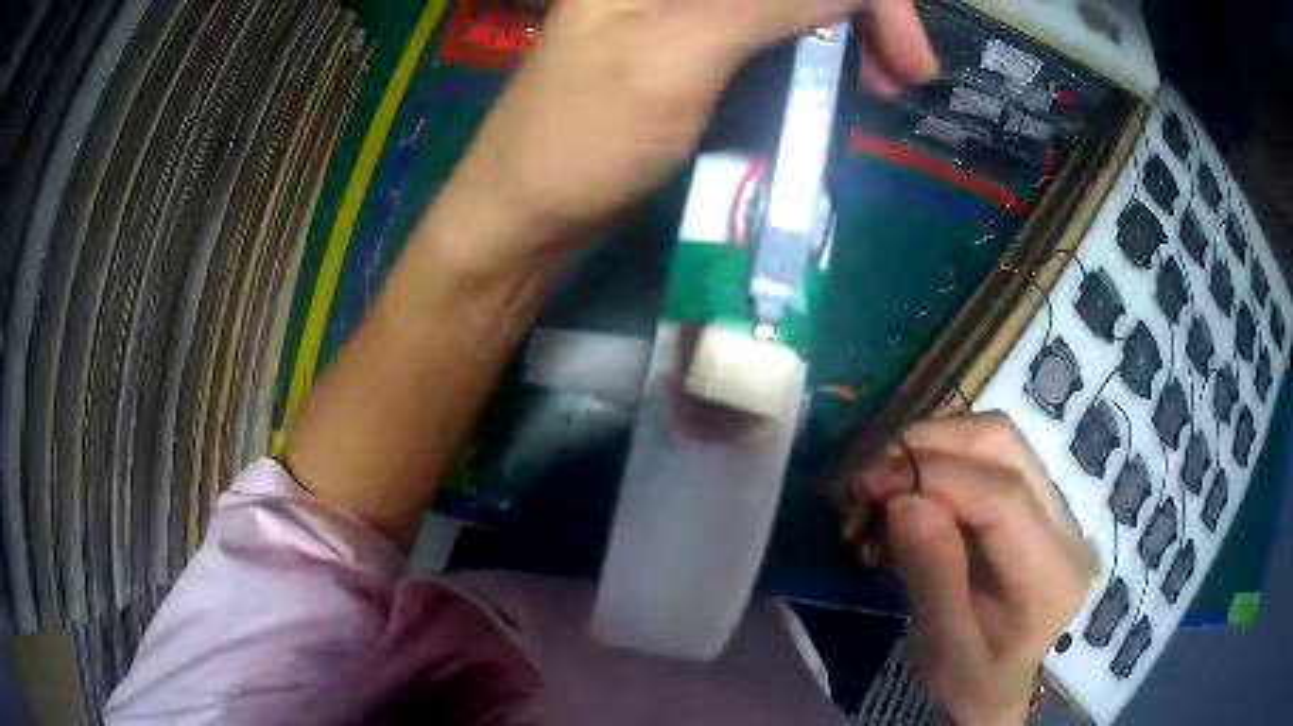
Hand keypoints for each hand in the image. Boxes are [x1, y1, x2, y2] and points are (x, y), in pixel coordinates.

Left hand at [429, 0, 937, 276]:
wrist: (528, 210)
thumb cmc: (582, 137)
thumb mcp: (678, 55)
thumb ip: (768, 1)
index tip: (904, 45)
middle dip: (864, 10)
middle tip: (910, 71)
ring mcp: (685, 8)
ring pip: (792, 2)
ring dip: (849, 31)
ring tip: (887, 84)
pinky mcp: (696, 42)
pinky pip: (775, 27)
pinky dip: (818, 49)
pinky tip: (842, 80)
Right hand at [846, 413, 1095, 725]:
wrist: (999, 686)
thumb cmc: (968, 681)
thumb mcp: (941, 646)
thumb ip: (932, 574)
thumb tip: (904, 499)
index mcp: (1051, 576)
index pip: (1002, 497)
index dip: (934, 476)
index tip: (869, 484)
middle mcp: (1068, 527)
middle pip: (1004, 447)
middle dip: (931, 446)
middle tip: (871, 476)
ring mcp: (1059, 507)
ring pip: (999, 439)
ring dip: (936, 445)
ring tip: (888, 479)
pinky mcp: (1042, 500)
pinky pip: (994, 455)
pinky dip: (946, 457)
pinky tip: (915, 487)